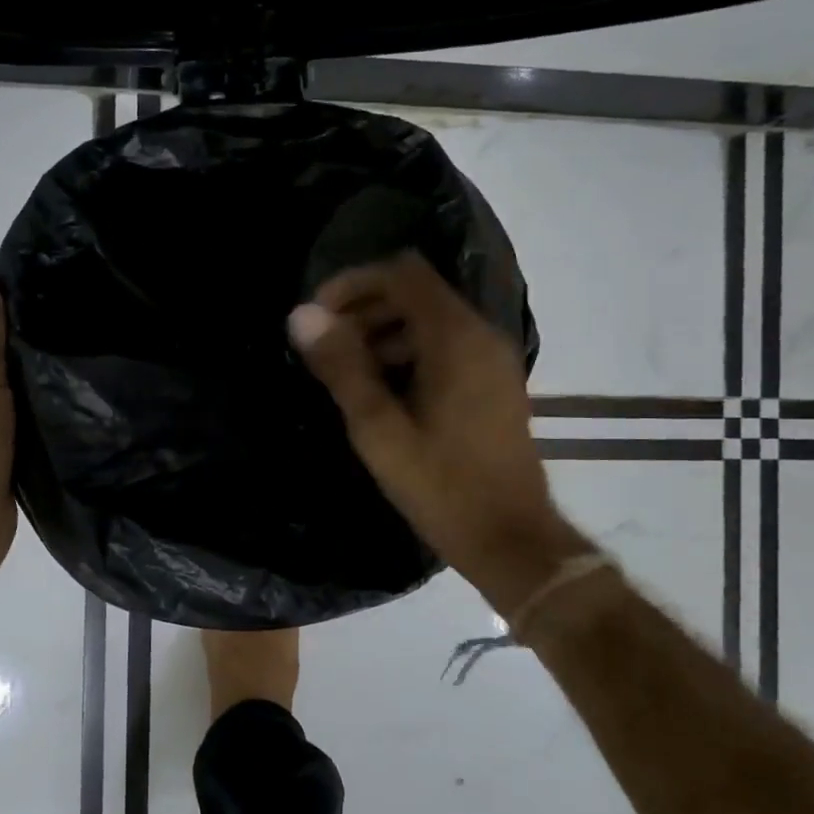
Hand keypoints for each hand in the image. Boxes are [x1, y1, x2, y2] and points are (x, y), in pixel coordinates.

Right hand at [289, 254, 589, 613]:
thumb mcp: (378, 429)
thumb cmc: (442, 486)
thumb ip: (341, 367)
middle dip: (365, 309)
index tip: (318, 317)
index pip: (402, 273)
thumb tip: (302, 316)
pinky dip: (409, 352)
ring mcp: (493, 359)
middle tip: (327, 349)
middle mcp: (481, 335)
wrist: (511, 540)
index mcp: (456, 338)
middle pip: (416, 292)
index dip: (354, 283)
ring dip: (384, 333)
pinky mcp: (494, 383)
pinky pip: (446, 347)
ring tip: (348, 374)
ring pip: (430, 320)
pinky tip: (383, 392)